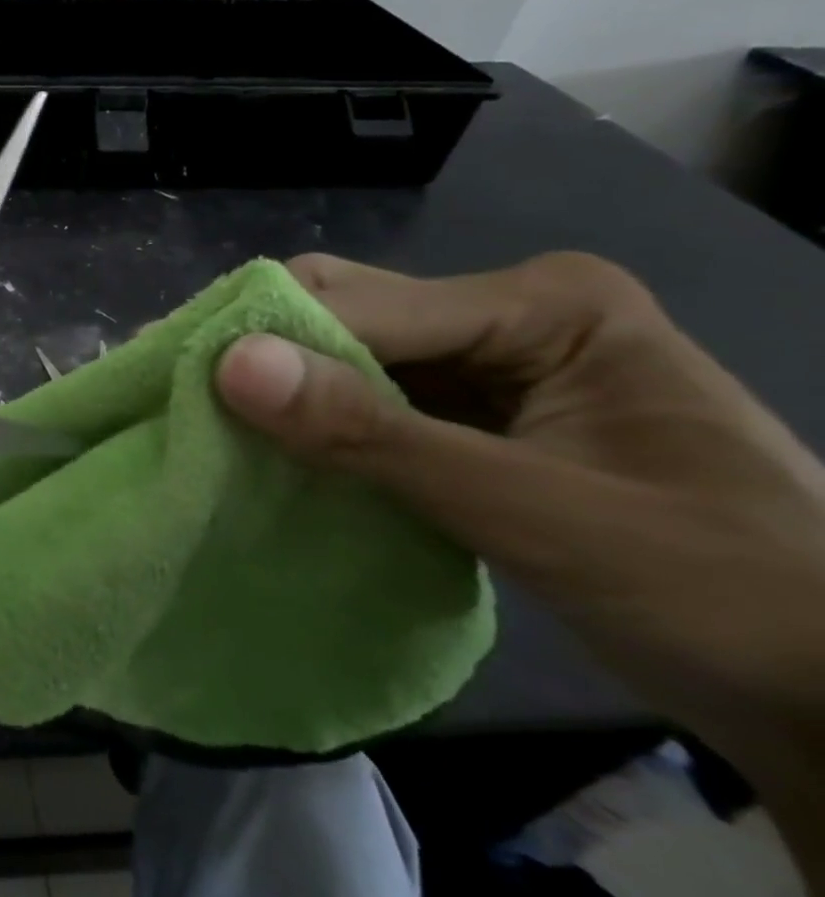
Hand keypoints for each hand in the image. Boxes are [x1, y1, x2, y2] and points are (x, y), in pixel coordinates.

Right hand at [215, 252, 824, 892]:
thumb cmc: (721, 592)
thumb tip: (229, 365)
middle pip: (350, 313)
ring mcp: (496, 362)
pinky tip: (279, 449)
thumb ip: (374, 435)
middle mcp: (511, 312)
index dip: (267, 339)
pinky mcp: (481, 412)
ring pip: (353, 357)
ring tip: (209, 422)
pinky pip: (376, 400)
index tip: (175, 379)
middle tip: (180, 397)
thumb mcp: (533, 511)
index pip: (363, 304)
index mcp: (544, 304)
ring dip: (288, 392)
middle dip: (268, 355)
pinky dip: (323, 425)